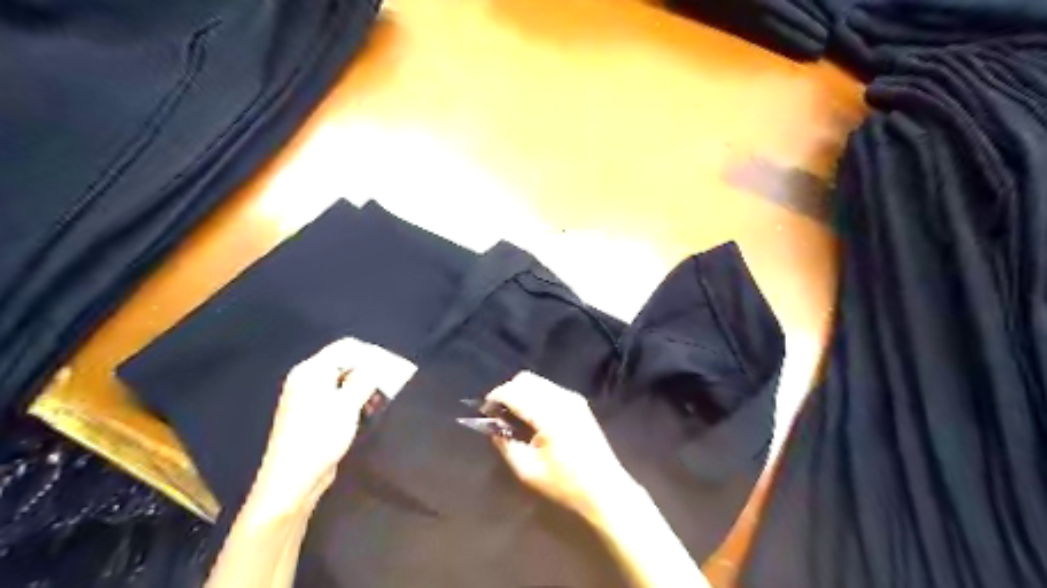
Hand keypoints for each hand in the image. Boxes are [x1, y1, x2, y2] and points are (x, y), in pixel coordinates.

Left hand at [254, 339, 417, 509]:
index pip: (346, 347)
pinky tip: (367, 412)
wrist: (292, 481)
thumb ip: (365, 379)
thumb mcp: (347, 404)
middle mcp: (307, 379)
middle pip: (345, 363)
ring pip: (344, 381)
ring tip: (380, 401)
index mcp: (311, 371)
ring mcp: (309, 398)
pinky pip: (338, 397)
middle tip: (390, 384)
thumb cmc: (321, 437)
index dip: (371, 354)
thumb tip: (377, 362)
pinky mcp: (313, 415)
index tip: (392, 366)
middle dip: (369, 371)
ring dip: (364, 388)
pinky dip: (354, 400)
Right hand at [488, 372, 633, 519]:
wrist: (605, 489)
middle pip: (525, 380)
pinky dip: (534, 395)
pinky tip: (531, 417)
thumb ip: (506, 444)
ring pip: (537, 382)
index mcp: (549, 414)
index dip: (495, 398)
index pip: (514, 392)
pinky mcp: (578, 403)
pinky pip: (549, 388)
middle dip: (507, 392)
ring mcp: (572, 398)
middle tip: (496, 414)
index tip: (484, 412)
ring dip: (521, 392)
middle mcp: (562, 398)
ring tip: (512, 416)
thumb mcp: (528, 470)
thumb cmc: (566, 484)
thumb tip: (493, 426)